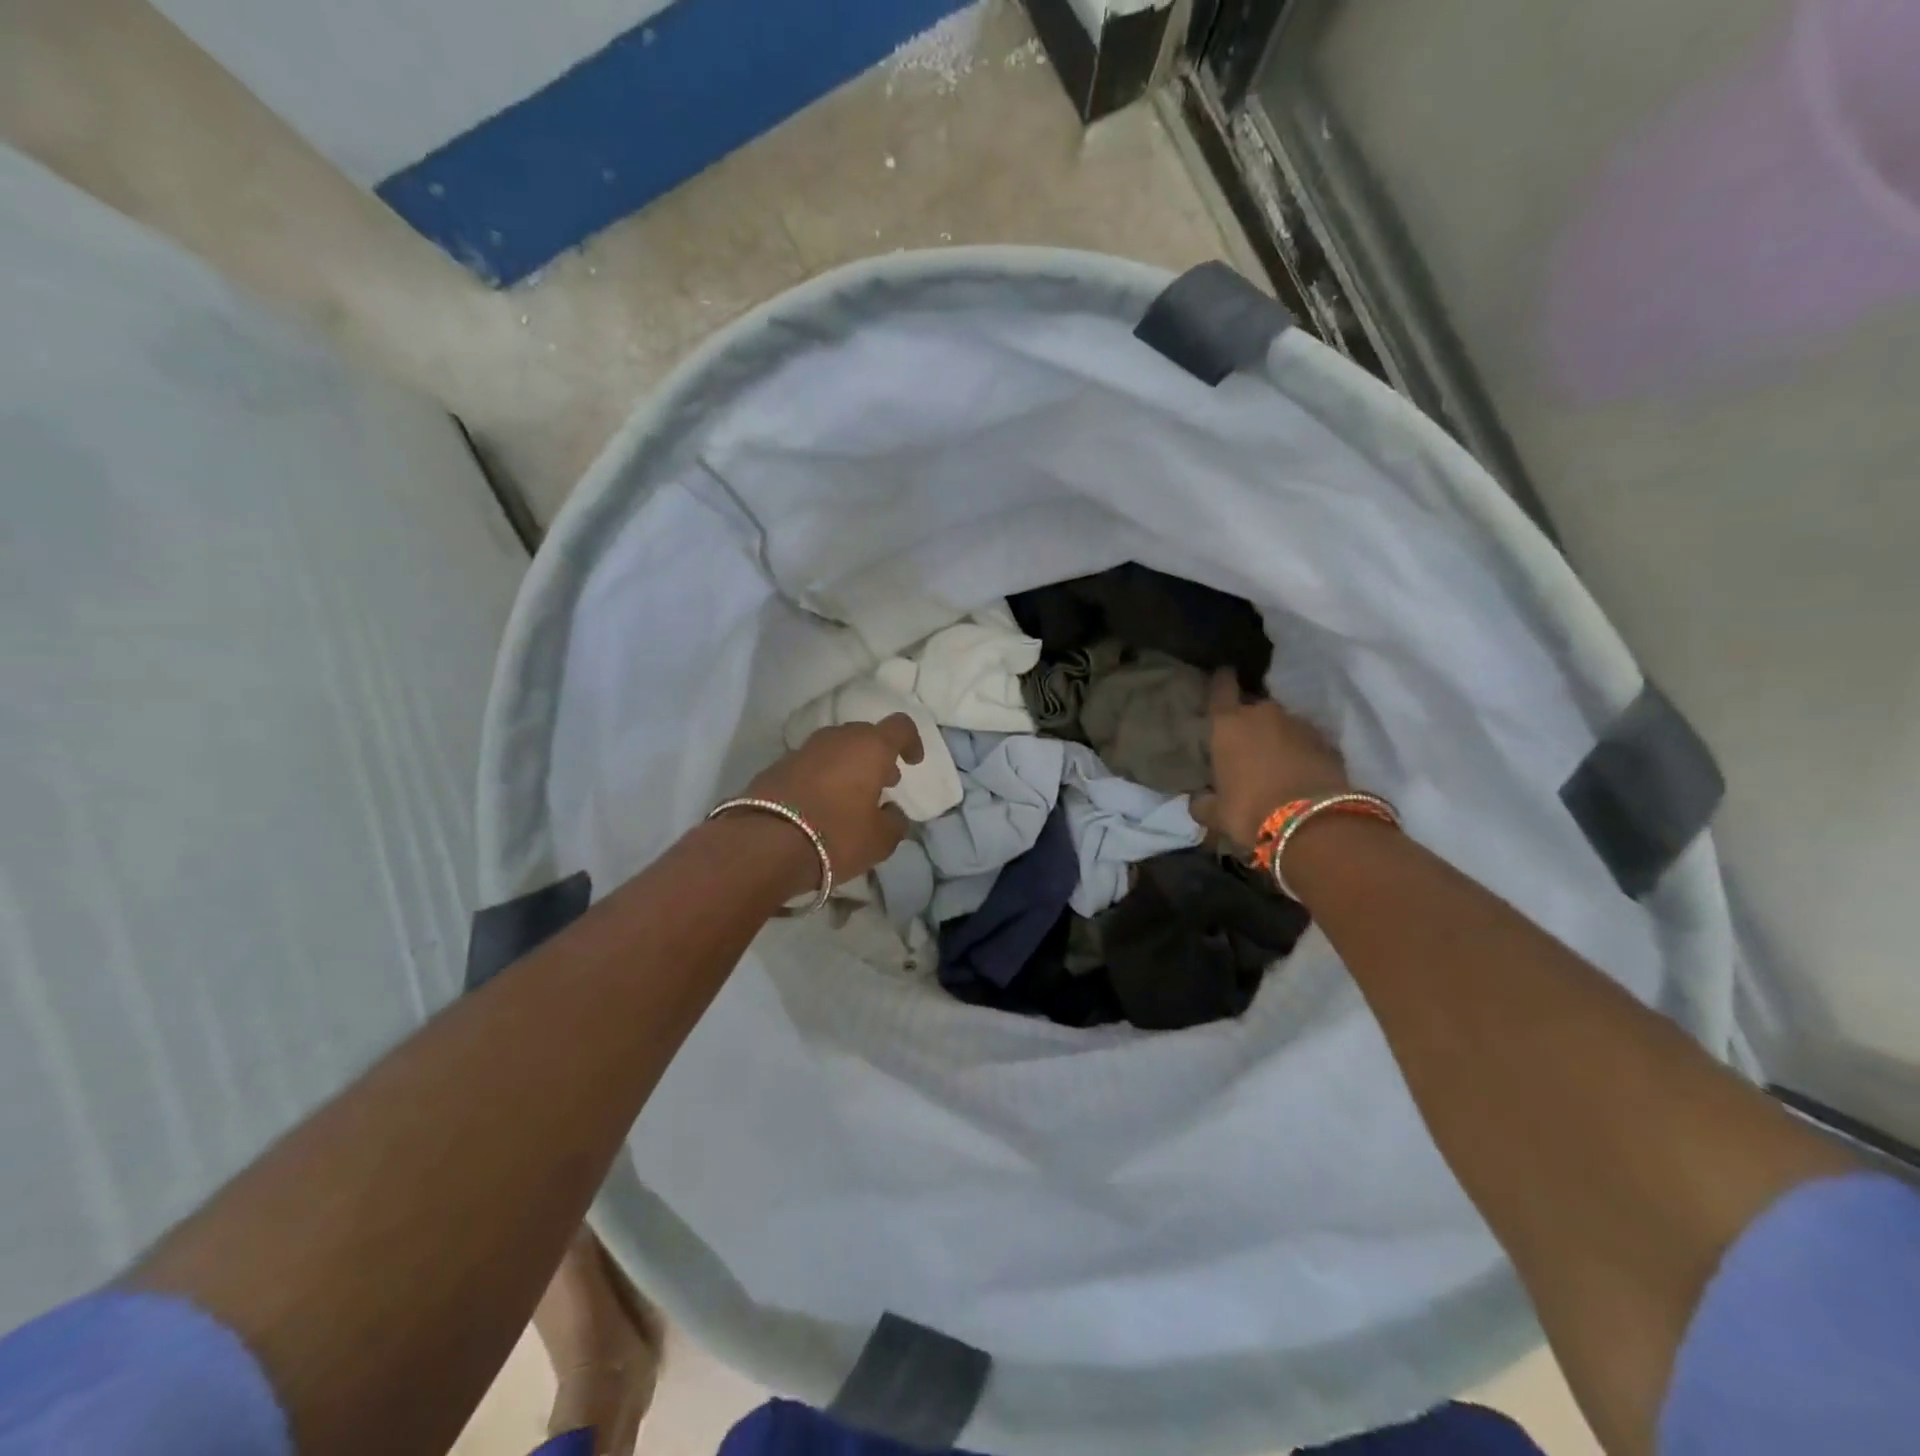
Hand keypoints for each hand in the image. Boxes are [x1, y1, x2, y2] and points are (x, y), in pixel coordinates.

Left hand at [743, 714, 924, 884]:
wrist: (763, 843)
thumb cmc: (835, 836)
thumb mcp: (880, 840)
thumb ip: (894, 823)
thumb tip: (892, 812)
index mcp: (870, 747)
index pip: (900, 727)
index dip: (911, 741)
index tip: (912, 762)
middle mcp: (837, 738)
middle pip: (865, 736)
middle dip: (877, 756)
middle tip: (883, 784)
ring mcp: (803, 749)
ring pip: (835, 749)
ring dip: (848, 766)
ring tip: (851, 797)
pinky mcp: (776, 766)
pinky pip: (811, 765)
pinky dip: (822, 777)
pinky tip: (820, 806)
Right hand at [1196, 669, 1349, 849]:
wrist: (1314, 824)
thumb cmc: (1250, 811)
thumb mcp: (1217, 813)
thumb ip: (1203, 803)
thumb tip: (1198, 801)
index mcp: (1228, 724)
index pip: (1221, 689)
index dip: (1221, 681)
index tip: (1223, 673)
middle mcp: (1264, 714)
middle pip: (1254, 708)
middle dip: (1250, 721)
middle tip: (1246, 742)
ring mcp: (1300, 725)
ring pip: (1284, 724)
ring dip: (1279, 737)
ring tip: (1276, 761)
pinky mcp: (1329, 743)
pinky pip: (1309, 742)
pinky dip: (1303, 752)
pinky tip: (1300, 771)